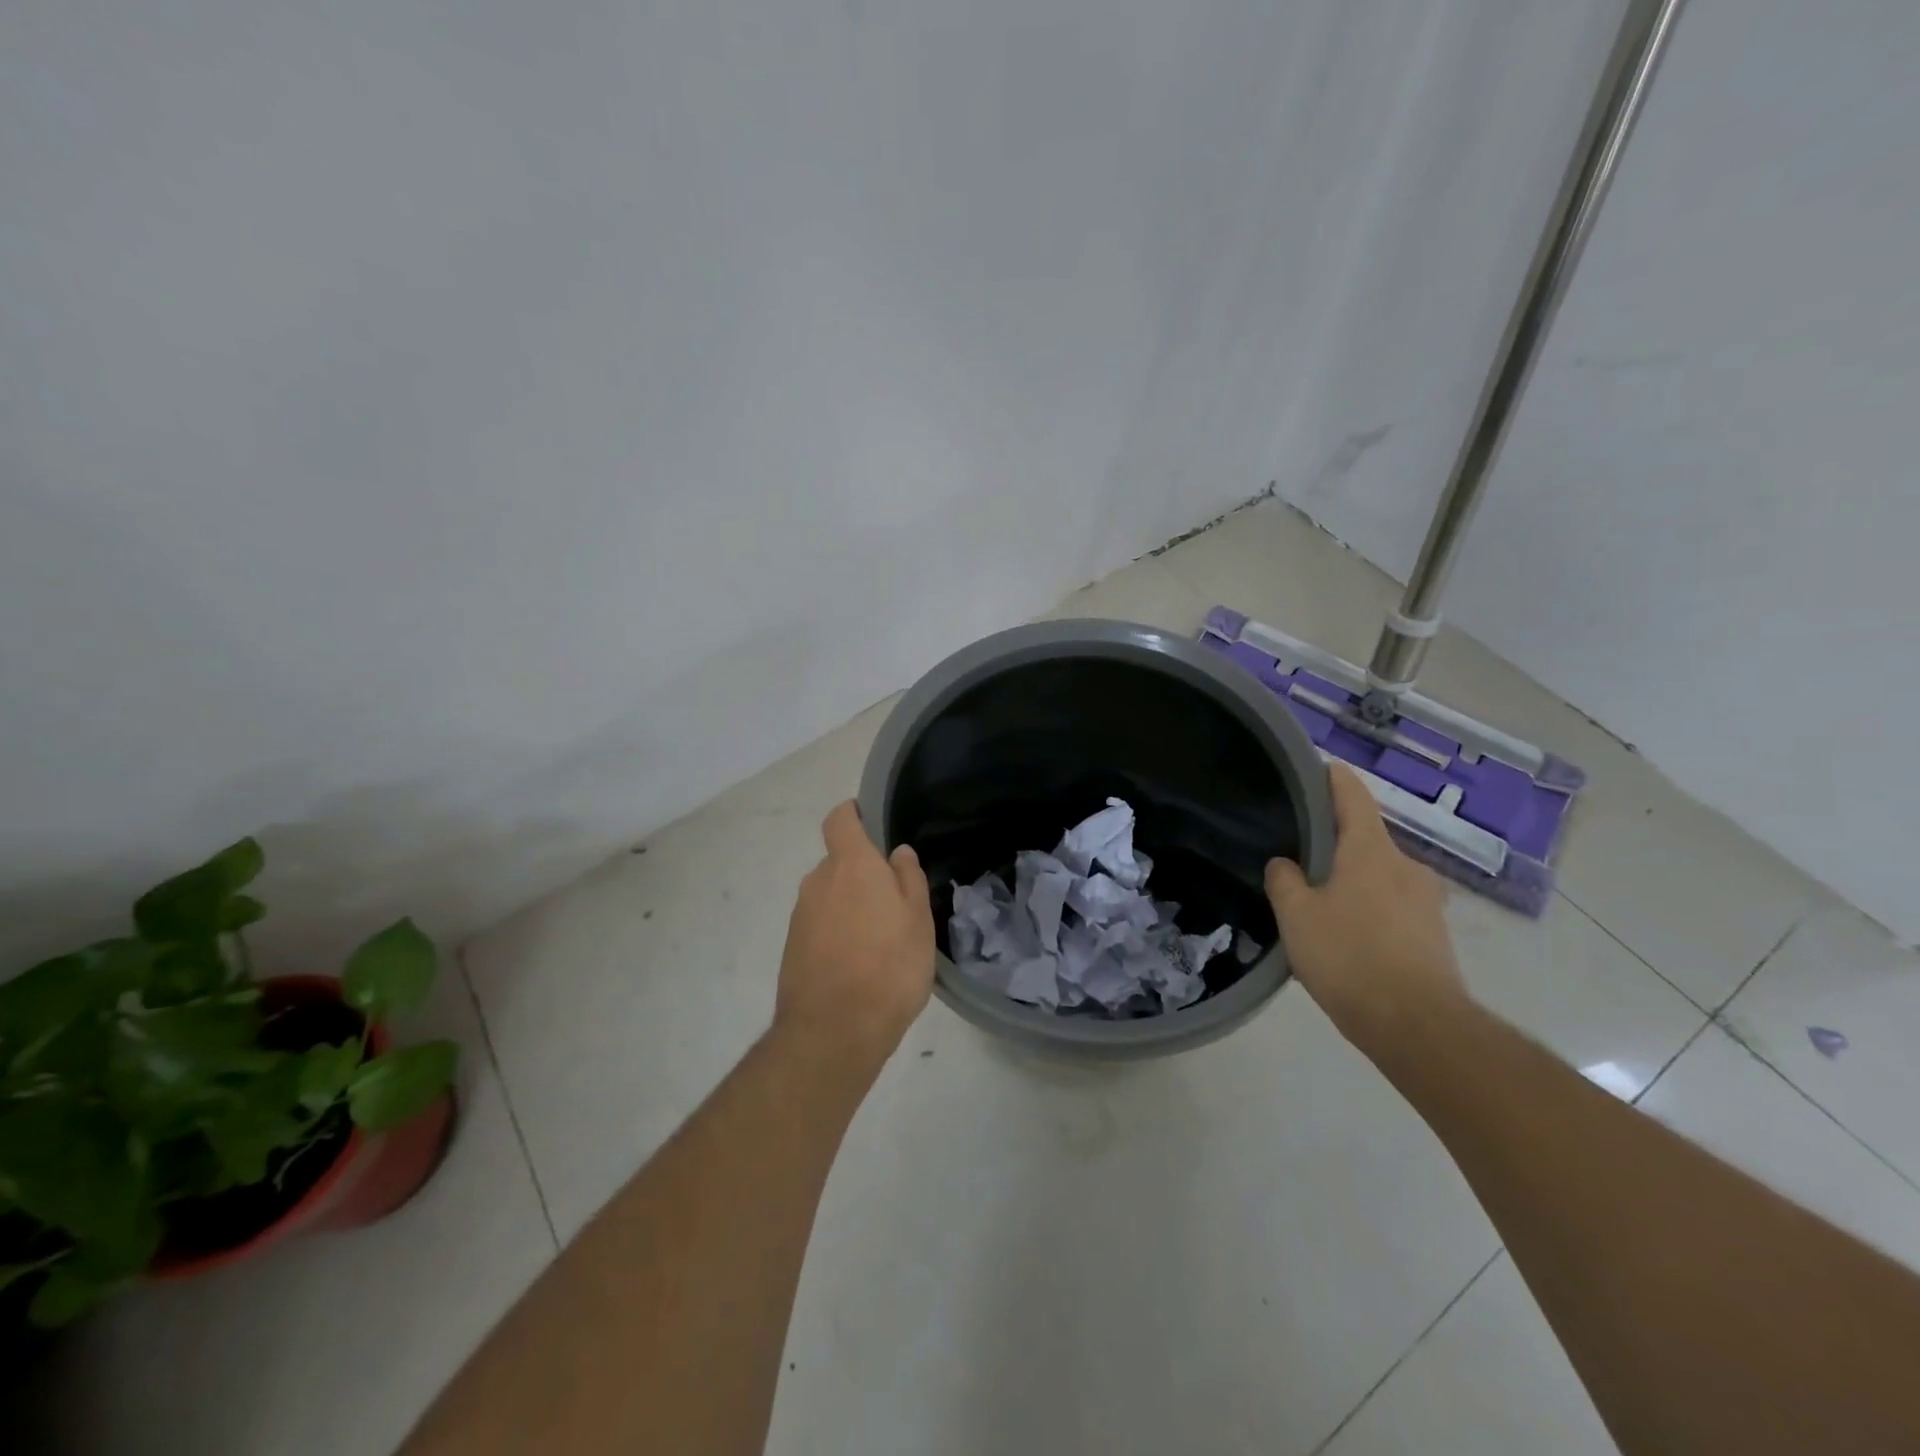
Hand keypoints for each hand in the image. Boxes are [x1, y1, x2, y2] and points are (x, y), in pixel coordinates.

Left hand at [774, 801, 935, 1069]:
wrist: (834, 1032)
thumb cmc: (889, 967)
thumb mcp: (918, 921)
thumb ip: (908, 879)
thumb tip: (897, 853)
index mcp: (851, 865)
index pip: (840, 818)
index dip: (854, 815)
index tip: (872, 824)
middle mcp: (818, 881)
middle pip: (839, 862)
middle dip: (861, 874)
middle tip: (892, 903)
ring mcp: (800, 915)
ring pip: (829, 896)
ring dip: (849, 907)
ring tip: (878, 941)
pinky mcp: (791, 948)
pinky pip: (818, 925)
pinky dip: (836, 933)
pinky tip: (857, 964)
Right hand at [1265, 762, 1466, 1046]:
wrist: (1418, 1026)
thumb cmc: (1350, 957)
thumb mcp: (1296, 916)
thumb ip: (1284, 880)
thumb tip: (1285, 864)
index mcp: (1370, 850)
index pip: (1352, 795)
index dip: (1332, 778)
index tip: (1314, 769)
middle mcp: (1405, 865)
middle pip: (1364, 839)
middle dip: (1334, 844)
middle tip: (1299, 858)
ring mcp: (1426, 901)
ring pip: (1379, 875)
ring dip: (1352, 881)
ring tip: (1320, 905)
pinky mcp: (1434, 934)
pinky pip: (1393, 907)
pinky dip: (1370, 910)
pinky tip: (1348, 939)